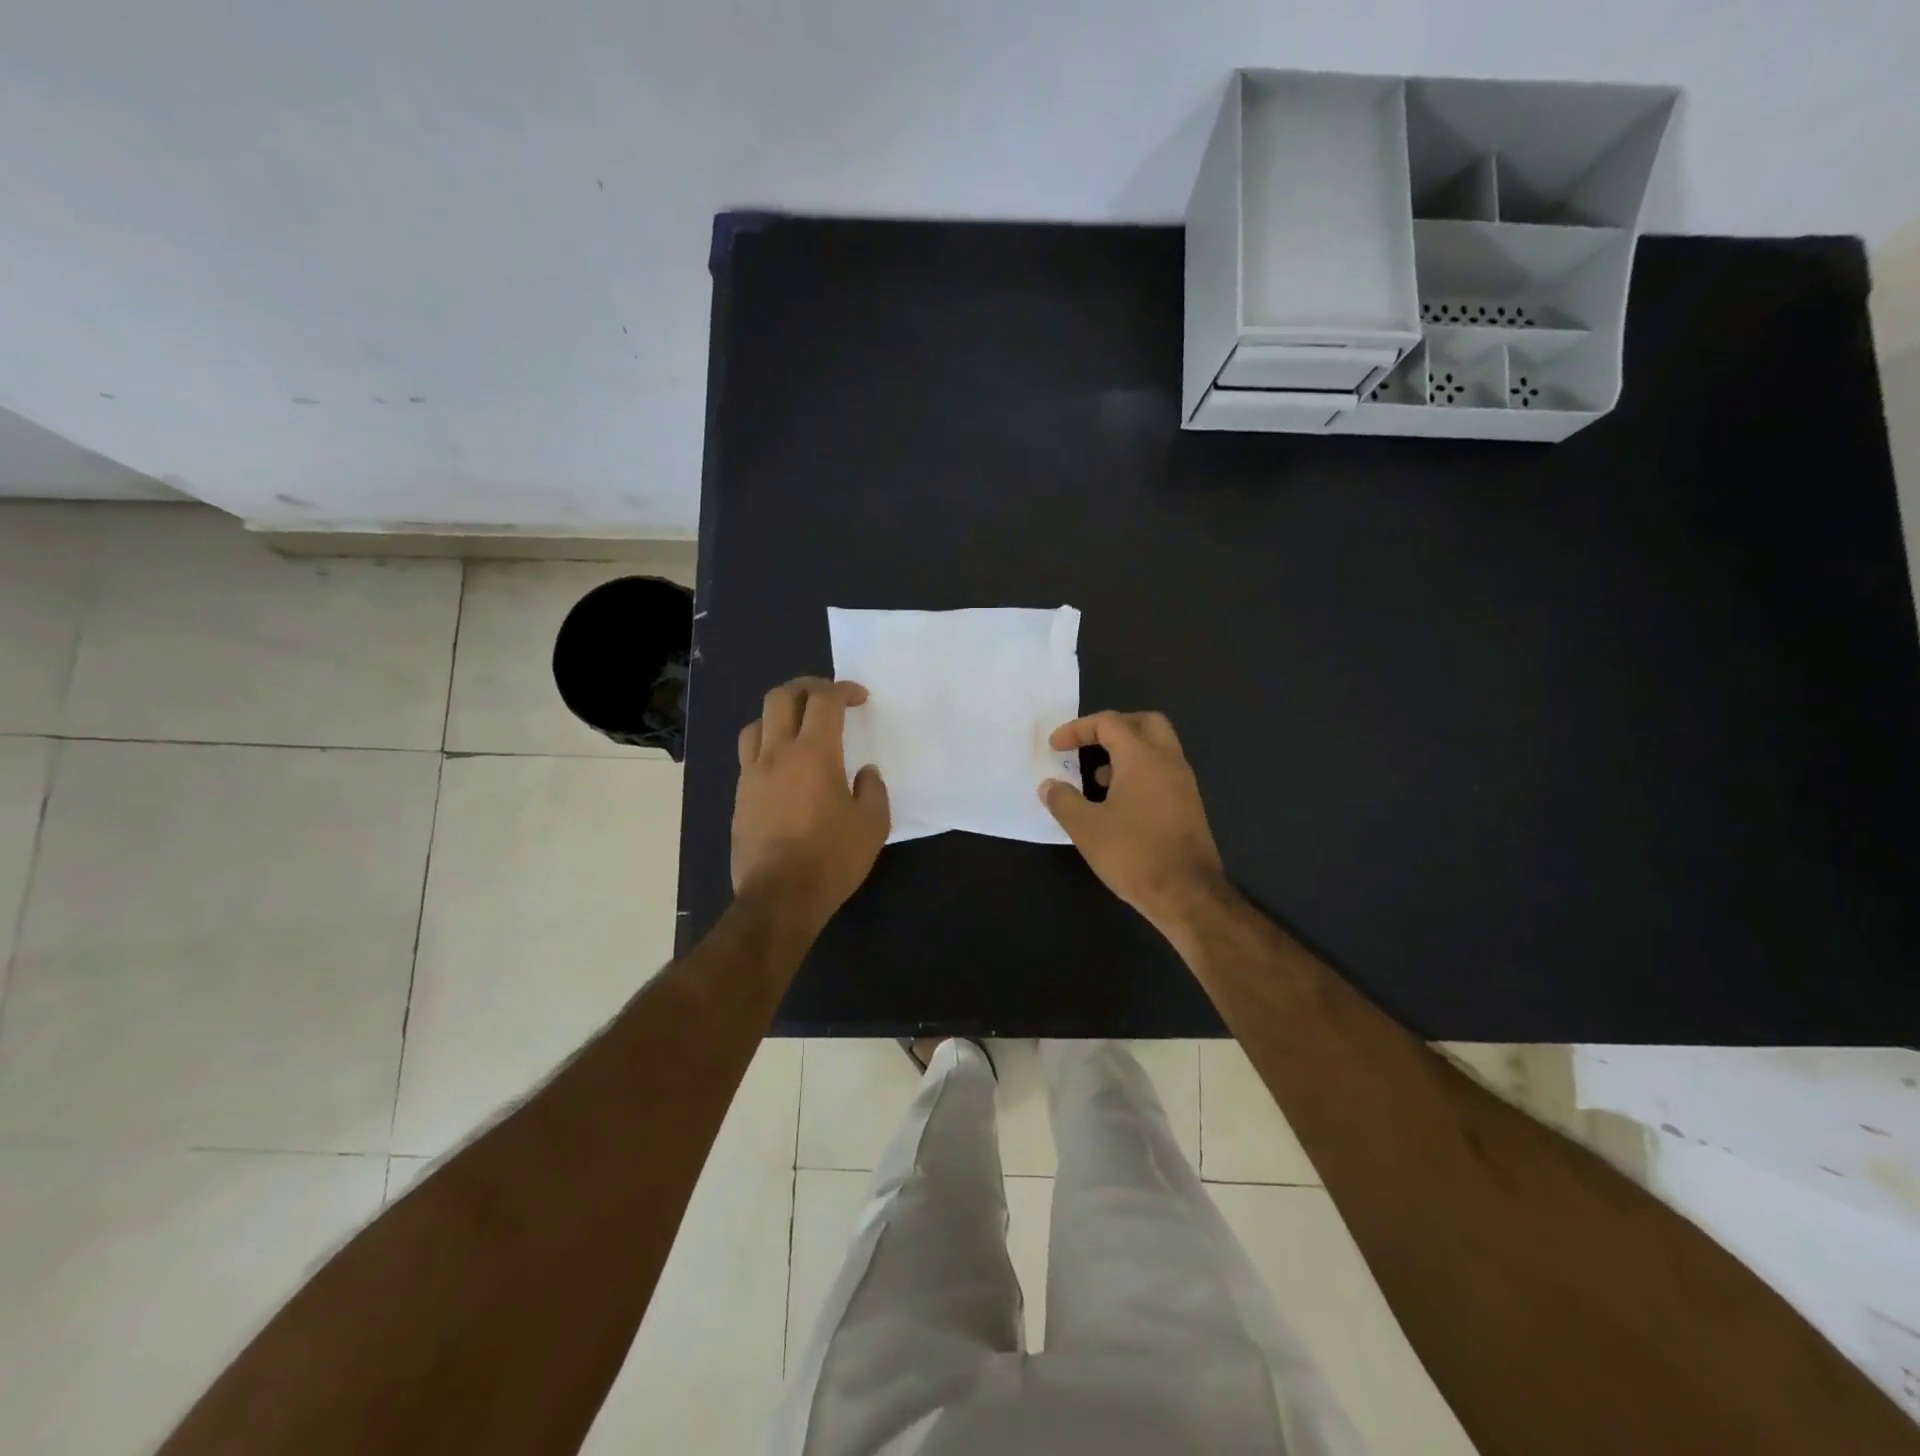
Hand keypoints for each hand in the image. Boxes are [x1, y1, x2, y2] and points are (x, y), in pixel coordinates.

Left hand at [733, 677, 890, 932]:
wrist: (779, 897)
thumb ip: (872, 790)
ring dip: (780, 714)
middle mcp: (778, 754)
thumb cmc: (832, 859)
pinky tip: (783, 765)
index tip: (860, 698)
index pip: (824, 701)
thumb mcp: (872, 825)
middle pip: (782, 698)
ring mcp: (753, 775)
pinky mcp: (741, 797)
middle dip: (807, 687)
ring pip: (757, 723)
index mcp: (814, 754)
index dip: (843, 690)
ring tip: (799, 727)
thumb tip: (864, 773)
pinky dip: (767, 745)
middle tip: (828, 698)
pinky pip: (749, 755)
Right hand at [1039, 711, 1230, 937]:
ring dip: (1125, 753)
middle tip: (1087, 745)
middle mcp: (1168, 761)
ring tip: (1095, 778)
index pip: (1109, 723)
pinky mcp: (1188, 806)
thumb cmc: (1133, 854)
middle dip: (1111, 728)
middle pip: (1143, 723)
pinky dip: (1138, 773)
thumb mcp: (1086, 828)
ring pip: (1156, 748)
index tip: (1055, 747)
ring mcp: (1183, 783)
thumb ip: (1063, 801)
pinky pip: (1161, 772)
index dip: (1077, 729)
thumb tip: (1049, 786)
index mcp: (1143, 757)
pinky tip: (1117, 804)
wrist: (1187, 894)